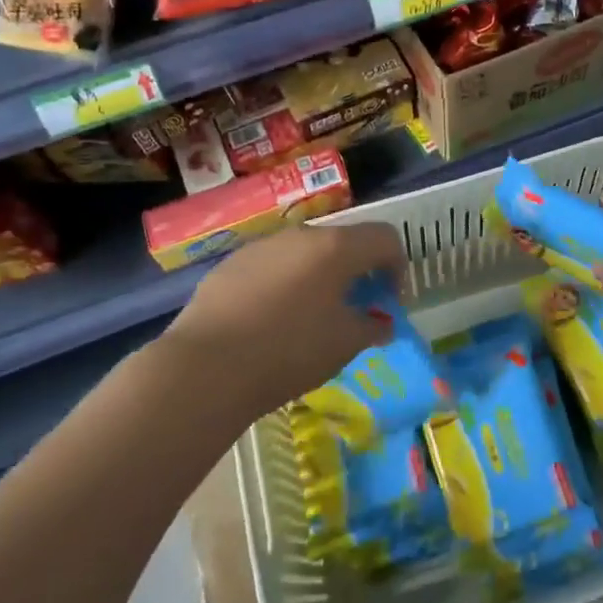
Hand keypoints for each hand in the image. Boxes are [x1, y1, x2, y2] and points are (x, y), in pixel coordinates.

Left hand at [163, 221, 404, 424]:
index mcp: (336, 247)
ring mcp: (262, 246)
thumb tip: (382, 324)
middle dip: (357, 272)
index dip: (397, 267)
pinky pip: (272, 267)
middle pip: (343, 242)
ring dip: (319, 277)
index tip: (388, 302)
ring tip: (310, 318)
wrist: (206, 367)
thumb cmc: (289, 351)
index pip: (384, 238)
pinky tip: (270, 322)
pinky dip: (284, 285)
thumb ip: (372, 327)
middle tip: (354, 310)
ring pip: (304, 253)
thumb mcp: (344, 344)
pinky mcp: (231, 264)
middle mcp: (300, 236)